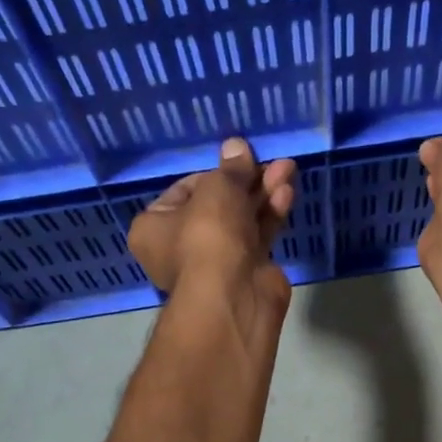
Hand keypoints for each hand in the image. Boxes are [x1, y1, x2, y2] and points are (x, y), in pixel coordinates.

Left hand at [128, 138, 297, 307]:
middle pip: (217, 204)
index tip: (237, 162)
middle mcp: (180, 245)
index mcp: (154, 227)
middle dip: (246, 181)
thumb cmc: (208, 235)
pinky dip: (270, 213)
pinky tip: (287, 192)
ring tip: (287, 167)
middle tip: (270, 161)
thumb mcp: (218, 189)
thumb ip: (231, 168)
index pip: (184, 190)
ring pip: (241, 218)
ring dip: (263, 192)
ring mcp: (215, 260)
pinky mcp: (245, 269)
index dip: (213, 173)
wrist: (233, 295)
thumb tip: (237, 146)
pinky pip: (257, 234)